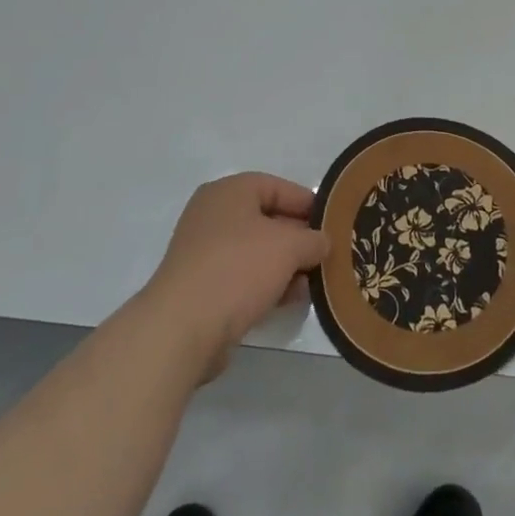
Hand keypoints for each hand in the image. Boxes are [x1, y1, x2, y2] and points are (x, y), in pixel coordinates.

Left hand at [141, 173, 328, 384]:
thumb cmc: (238, 269)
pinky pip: (242, 276)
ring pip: (256, 251)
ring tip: (311, 283)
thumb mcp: (289, 247)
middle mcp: (213, 215)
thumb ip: (313, 240)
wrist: (182, 329)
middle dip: (298, 238)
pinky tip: (288, 300)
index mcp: (229, 191)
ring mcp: (203, 252)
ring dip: (285, 265)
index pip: (278, 186)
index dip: (307, 204)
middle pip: (267, 219)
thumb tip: (323, 242)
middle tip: (325, 255)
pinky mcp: (201, 286)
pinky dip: (266, 284)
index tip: (332, 223)